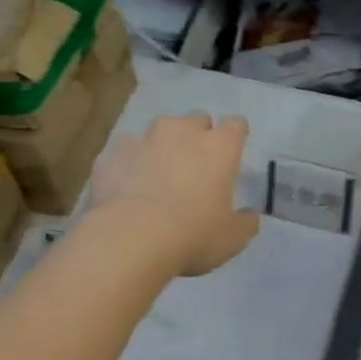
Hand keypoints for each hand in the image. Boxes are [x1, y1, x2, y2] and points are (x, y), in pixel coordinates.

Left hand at [89, 113, 260, 276]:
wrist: (129, 239)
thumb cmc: (192, 234)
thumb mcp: (232, 238)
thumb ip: (245, 222)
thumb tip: (249, 215)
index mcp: (219, 146)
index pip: (236, 125)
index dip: (235, 136)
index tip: (232, 153)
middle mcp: (182, 132)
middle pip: (197, 120)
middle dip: (198, 137)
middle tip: (195, 167)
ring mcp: (143, 139)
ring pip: (158, 132)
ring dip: (162, 147)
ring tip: (158, 176)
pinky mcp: (111, 153)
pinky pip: (126, 152)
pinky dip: (130, 164)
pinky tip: (128, 189)